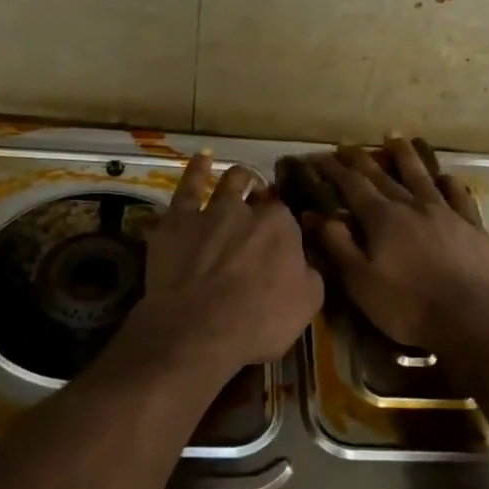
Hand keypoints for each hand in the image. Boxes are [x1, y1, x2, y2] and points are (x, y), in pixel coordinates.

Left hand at [136, 150, 323, 376]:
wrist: (197, 330)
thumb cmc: (258, 322)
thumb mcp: (307, 304)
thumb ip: (310, 274)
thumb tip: (306, 261)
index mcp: (283, 229)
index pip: (289, 220)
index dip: (285, 228)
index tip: (283, 239)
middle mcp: (250, 211)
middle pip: (261, 199)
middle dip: (265, 201)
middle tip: (263, 210)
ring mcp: (212, 211)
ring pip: (230, 183)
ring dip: (239, 178)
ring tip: (243, 176)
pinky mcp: (178, 220)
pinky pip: (188, 186)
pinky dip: (196, 170)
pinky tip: (203, 158)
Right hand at [310, 139, 488, 349]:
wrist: (472, 318)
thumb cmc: (408, 305)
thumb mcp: (360, 282)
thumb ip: (337, 245)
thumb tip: (313, 214)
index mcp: (382, 219)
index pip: (352, 185)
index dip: (334, 170)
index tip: (319, 159)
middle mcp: (413, 206)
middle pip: (384, 176)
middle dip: (362, 159)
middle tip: (347, 145)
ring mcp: (446, 213)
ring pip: (422, 176)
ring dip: (406, 156)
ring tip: (395, 138)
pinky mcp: (472, 227)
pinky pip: (459, 196)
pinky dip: (449, 183)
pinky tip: (446, 177)